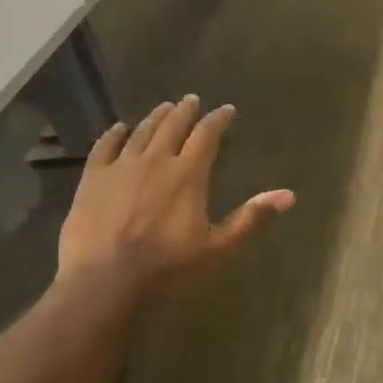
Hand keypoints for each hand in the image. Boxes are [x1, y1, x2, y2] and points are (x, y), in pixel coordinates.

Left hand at [58, 96, 293, 292]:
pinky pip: (105, 147)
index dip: (218, 119)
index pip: (207, 135)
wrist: (105, 282)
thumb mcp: (218, 248)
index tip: (227, 110)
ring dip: (155, 117)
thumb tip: (289, 195)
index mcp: (188, 174)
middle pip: (173, 126)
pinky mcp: (93, 179)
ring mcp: (121, 167)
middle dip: (185, 111)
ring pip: (142, 132)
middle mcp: (156, 161)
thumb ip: (251, 218)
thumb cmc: (168, 268)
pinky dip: (114, 134)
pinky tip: (119, 128)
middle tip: (192, 99)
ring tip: (164, 108)